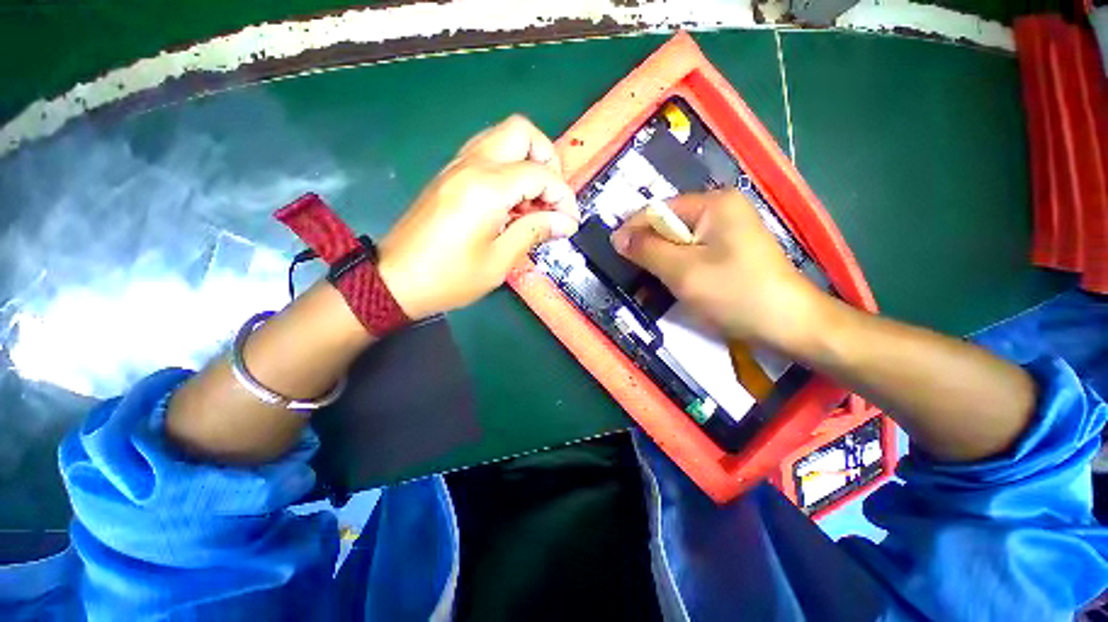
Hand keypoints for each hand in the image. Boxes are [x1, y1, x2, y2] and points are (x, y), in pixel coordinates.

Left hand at [377, 116, 580, 319]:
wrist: (395, 281)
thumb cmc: (450, 278)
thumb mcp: (500, 261)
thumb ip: (534, 232)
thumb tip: (565, 222)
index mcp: (487, 188)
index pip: (541, 173)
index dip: (563, 196)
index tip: (570, 222)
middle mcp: (472, 165)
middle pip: (521, 132)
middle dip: (547, 160)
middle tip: (552, 197)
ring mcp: (457, 167)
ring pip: (503, 138)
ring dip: (527, 163)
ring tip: (534, 203)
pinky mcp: (450, 176)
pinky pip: (487, 155)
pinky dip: (509, 170)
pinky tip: (512, 204)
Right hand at [610, 190, 825, 351]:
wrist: (790, 325)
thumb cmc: (735, 293)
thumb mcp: (682, 271)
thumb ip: (647, 250)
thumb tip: (617, 236)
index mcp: (714, 203)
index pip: (659, 210)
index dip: (634, 231)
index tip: (615, 254)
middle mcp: (723, 209)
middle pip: (670, 225)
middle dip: (650, 250)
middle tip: (636, 275)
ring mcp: (730, 231)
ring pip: (680, 242)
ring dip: (663, 263)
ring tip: (651, 284)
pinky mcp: (732, 251)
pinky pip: (694, 254)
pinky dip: (679, 269)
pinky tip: (675, 286)